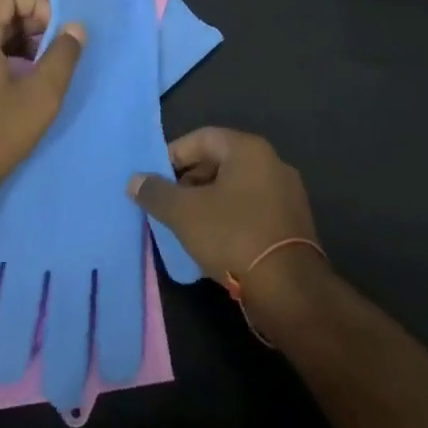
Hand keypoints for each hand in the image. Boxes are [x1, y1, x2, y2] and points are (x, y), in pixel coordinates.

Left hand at [0, 0, 83, 207]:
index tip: (58, 33)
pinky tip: (21, 89)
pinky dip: (4, 61)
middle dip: (33, 26)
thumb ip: (62, 56)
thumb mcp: (40, 96)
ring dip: (21, 45)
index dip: (37, 4)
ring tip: (43, 73)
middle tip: (56, 54)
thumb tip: (75, 28)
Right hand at [127, 127, 318, 289]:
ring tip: (186, 225)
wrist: (289, 289)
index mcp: (248, 149)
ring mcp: (287, 192)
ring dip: (209, 201)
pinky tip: (215, 241)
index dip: (173, 156)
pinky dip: (230, 217)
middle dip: (189, 181)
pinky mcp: (293, 222)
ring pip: (236, 187)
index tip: (154, 181)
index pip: (202, 138)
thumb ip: (156, 193)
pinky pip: (252, 208)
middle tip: (168, 205)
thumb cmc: (233, 236)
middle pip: (220, 161)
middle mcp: (272, 162)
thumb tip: (135, 180)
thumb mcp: (185, 213)